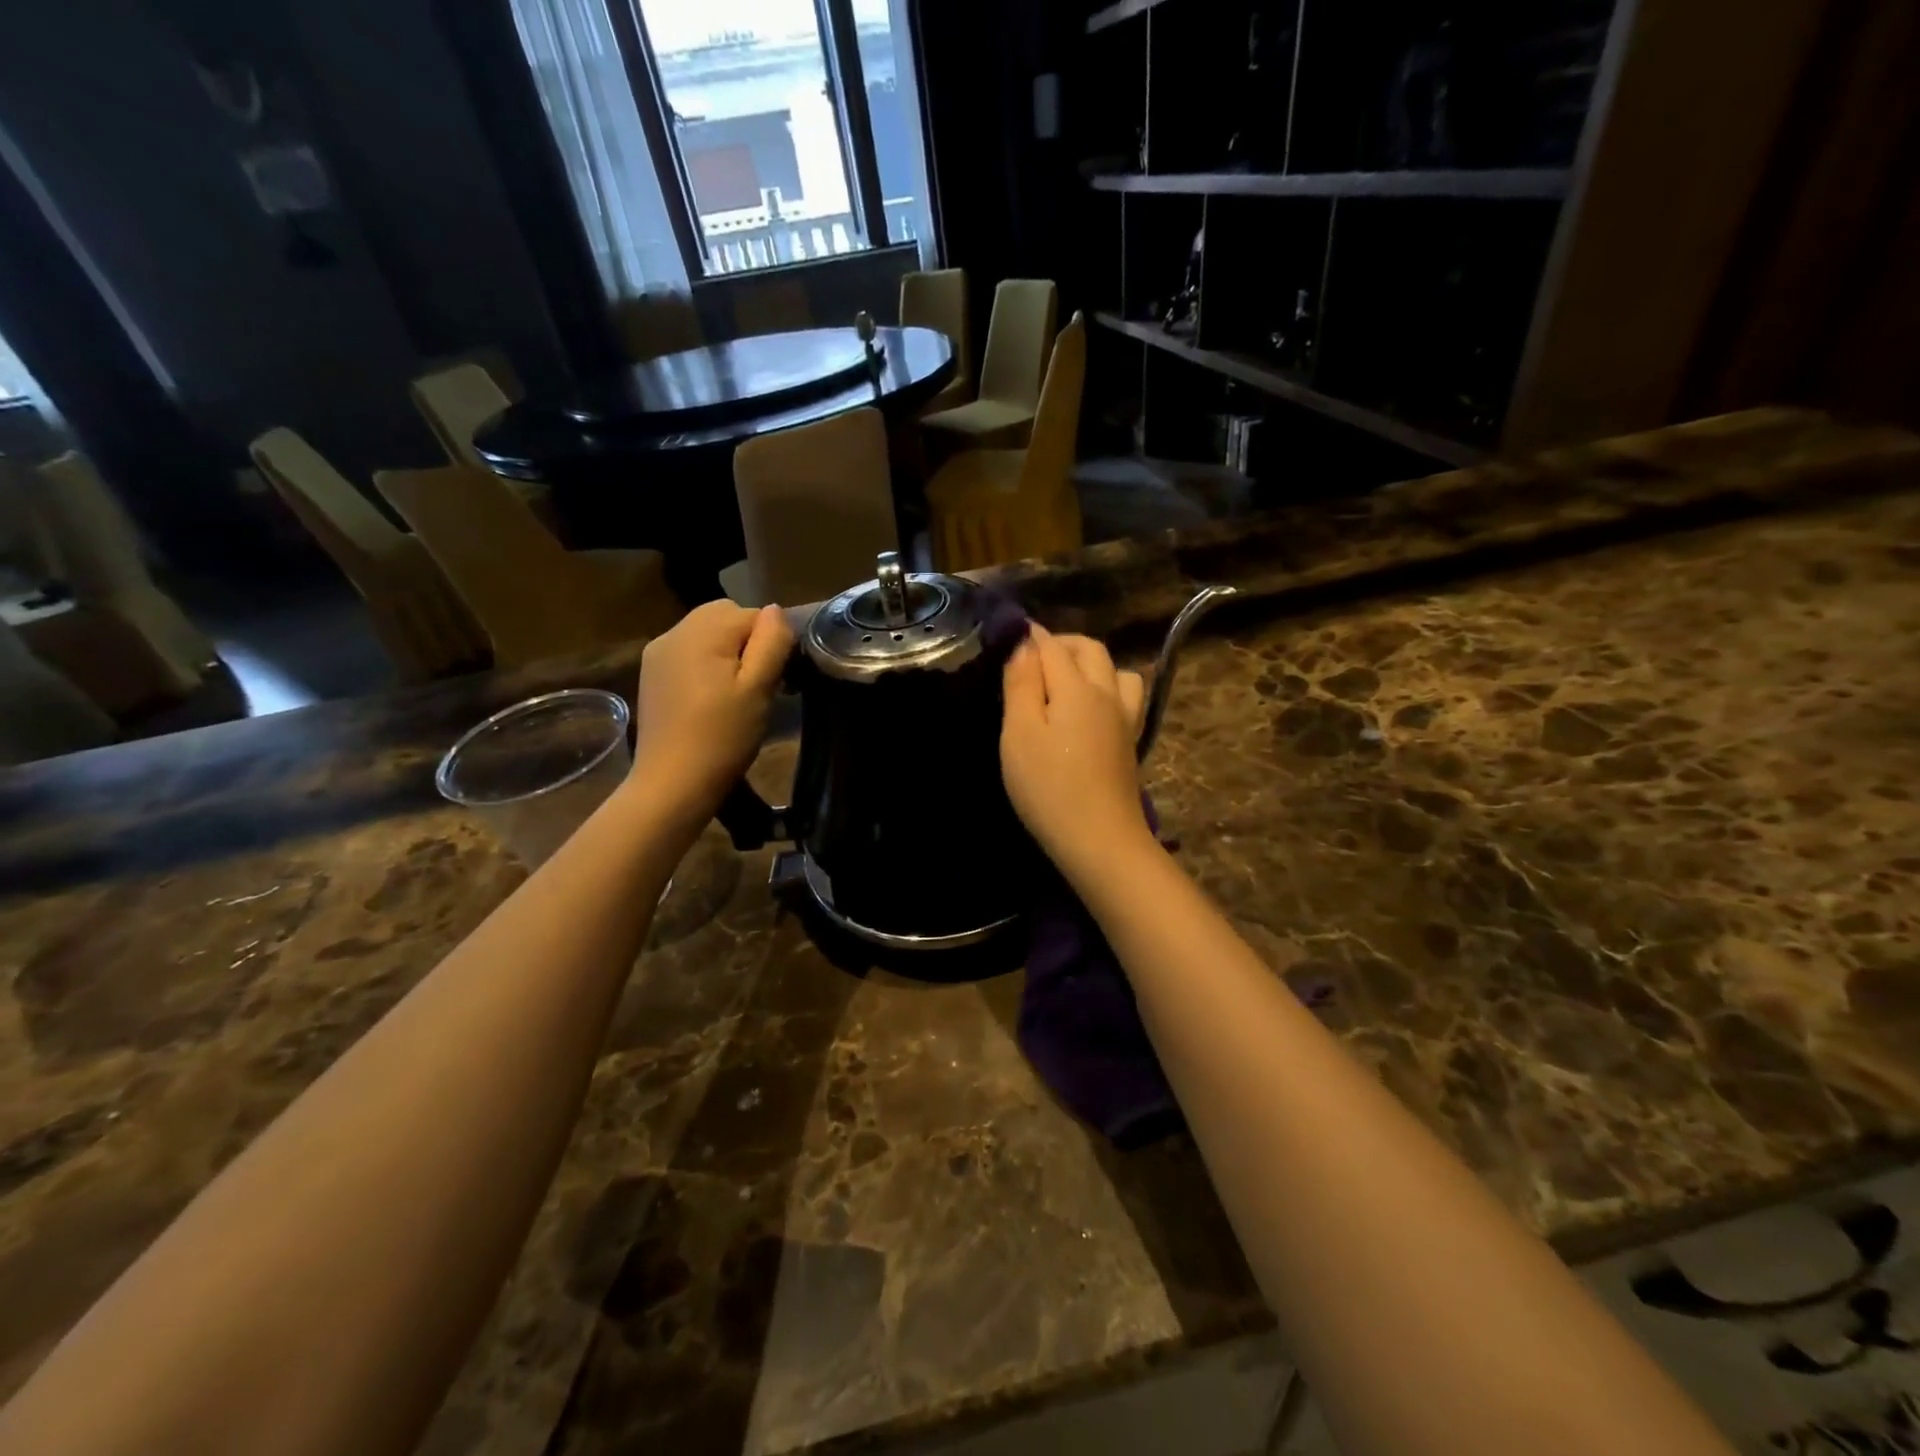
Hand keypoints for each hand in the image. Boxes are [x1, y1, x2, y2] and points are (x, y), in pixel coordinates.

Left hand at [632, 602, 792, 819]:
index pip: (752, 614)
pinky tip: (709, 698)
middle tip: (757, 684)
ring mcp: (658, 652)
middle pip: (724, 615)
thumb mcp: (759, 689)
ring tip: (734, 692)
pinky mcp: (651, 673)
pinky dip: (705, 663)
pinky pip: (687, 651)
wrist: (673, 783)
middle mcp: (675, 631)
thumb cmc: (723, 736)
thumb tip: (775, 610)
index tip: (776, 678)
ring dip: (726, 651)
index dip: (770, 642)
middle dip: (747, 641)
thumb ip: (771, 642)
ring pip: (706, 632)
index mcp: (703, 631)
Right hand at [1001, 625, 1150, 873]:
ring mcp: (1124, 718)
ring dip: (1090, 663)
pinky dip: (1108, 687)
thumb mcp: (1020, 734)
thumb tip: (1024, 644)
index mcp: (1077, 687)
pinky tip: (1091, 709)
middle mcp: (1107, 693)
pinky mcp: (1130, 741)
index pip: (1052, 646)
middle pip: (1090, 649)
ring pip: (1115, 670)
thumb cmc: (1049, 788)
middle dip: (1061, 643)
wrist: (1099, 839)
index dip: (1030, 636)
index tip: (1009, 634)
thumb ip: (1021, 685)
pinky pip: (1126, 696)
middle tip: (1031, 659)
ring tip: (1064, 681)